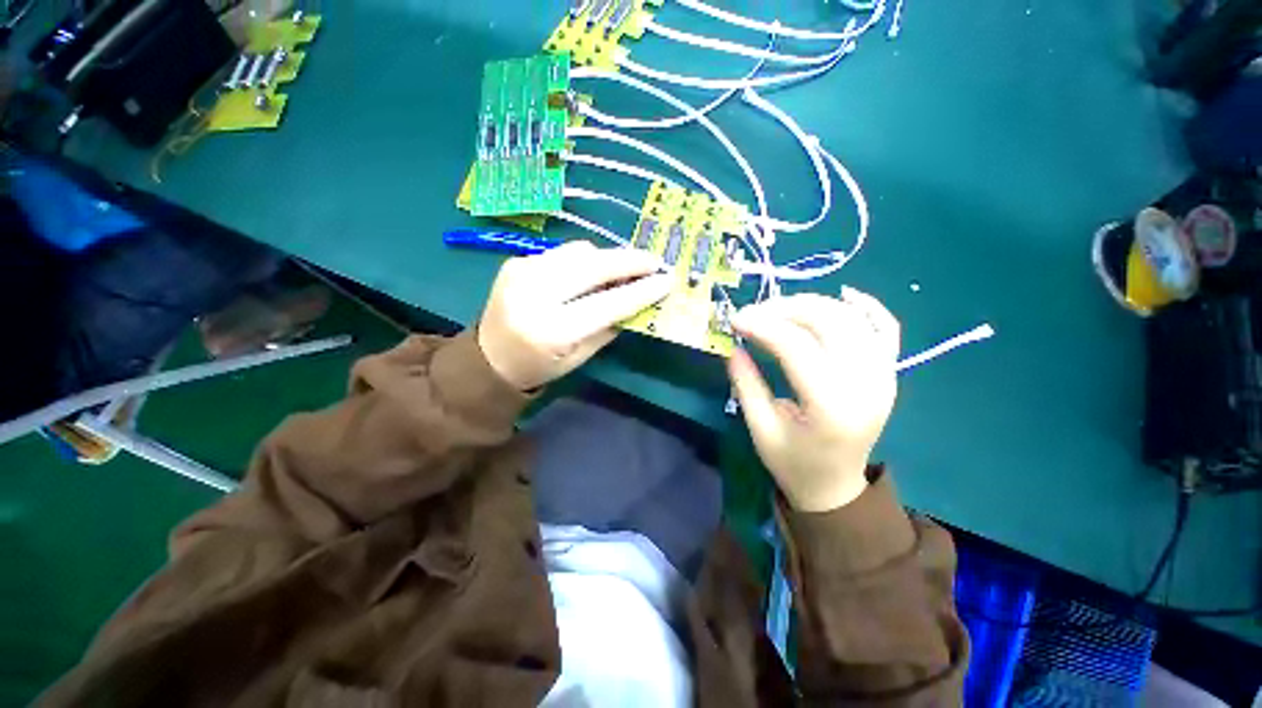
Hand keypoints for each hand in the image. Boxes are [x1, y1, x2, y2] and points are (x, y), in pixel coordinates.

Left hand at [478, 241, 671, 390]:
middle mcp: (536, 293)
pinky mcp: (517, 260)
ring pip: (580, 252)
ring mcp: (523, 271)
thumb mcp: (580, 356)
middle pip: (594, 267)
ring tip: (624, 269)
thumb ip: (610, 326)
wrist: (488, 357)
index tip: (667, 279)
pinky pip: (563, 252)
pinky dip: (585, 259)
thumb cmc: (539, 366)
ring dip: (608, 258)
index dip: (641, 290)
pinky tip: (591, 272)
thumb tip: (638, 299)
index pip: (608, 303)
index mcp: (553, 330)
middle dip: (630, 261)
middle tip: (654, 261)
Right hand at [728, 288, 899, 511]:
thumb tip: (734, 346)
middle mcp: (866, 385)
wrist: (836, 486)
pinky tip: (843, 294)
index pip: (797, 347)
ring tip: (780, 308)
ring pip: (853, 318)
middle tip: (755, 312)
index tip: (736, 319)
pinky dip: (867, 306)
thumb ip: (746, 384)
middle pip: (829, 322)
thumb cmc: (793, 463)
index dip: (763, 325)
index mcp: (831, 407)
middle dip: (786, 308)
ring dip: (814, 303)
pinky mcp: (888, 372)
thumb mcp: (760, 429)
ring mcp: (884, 376)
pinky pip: (886, 328)